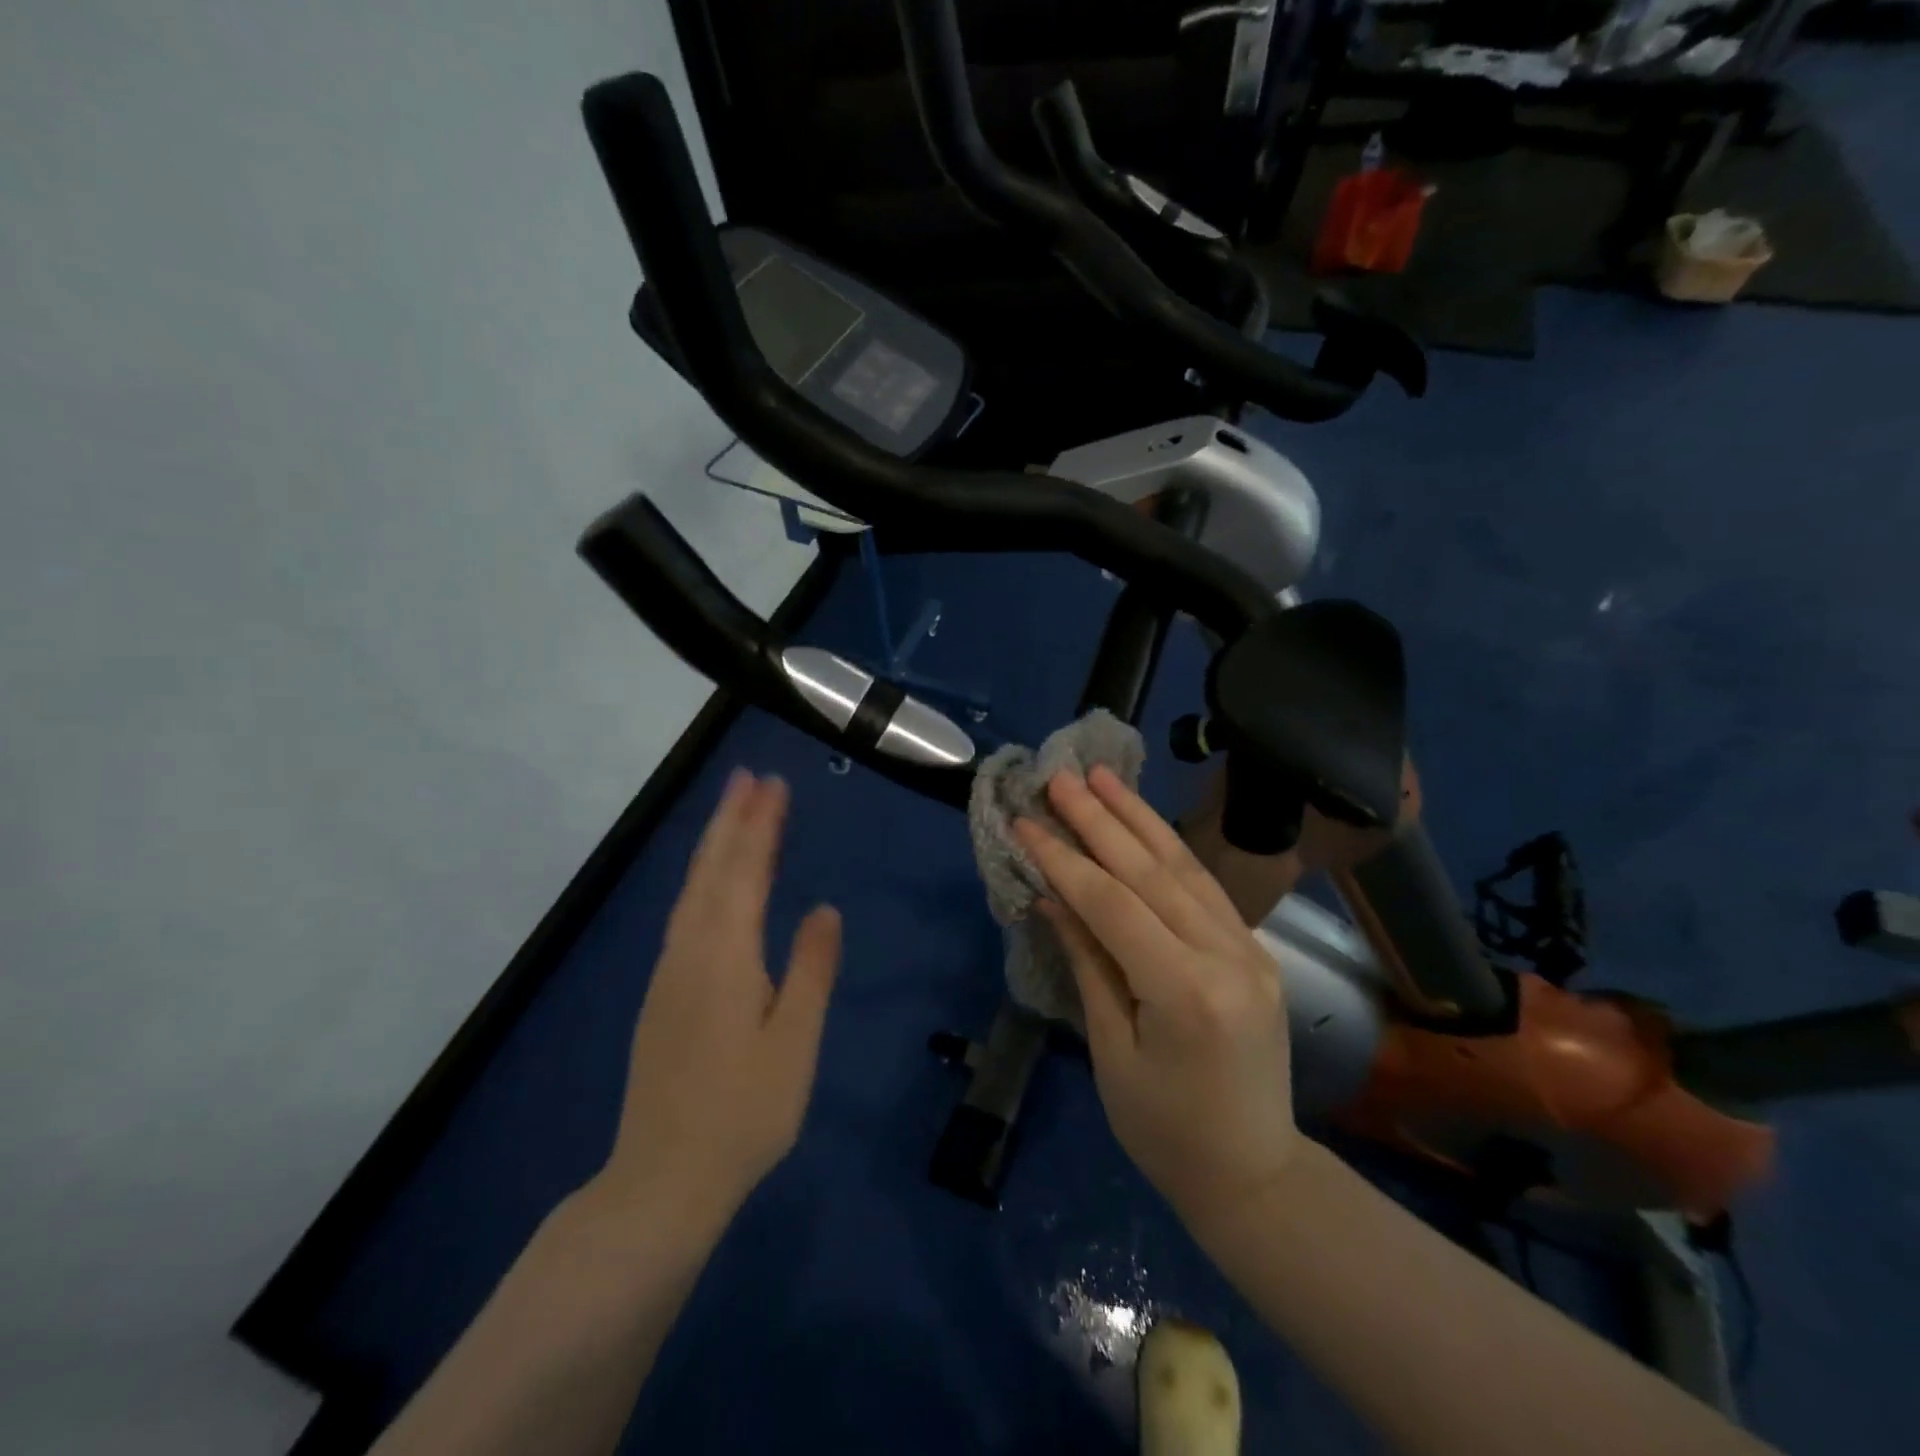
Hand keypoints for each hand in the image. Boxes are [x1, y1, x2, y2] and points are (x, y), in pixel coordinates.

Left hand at [592, 770, 841, 1231]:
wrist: (663, 1179)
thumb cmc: (743, 1113)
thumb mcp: (794, 1044)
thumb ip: (811, 970)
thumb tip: (825, 908)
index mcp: (725, 957)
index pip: (745, 873)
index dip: (760, 826)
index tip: (773, 784)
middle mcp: (690, 951)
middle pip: (711, 871)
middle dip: (731, 820)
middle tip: (749, 777)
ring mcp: (670, 972)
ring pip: (692, 891)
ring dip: (714, 845)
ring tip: (733, 810)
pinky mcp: (663, 994)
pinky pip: (685, 914)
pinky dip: (702, 880)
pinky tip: (711, 882)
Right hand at [1015, 766, 1298, 1238]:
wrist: (1254, 1173)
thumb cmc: (1165, 1130)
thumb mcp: (1112, 1051)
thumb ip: (1088, 963)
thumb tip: (1052, 896)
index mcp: (1186, 992)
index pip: (1113, 904)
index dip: (1064, 859)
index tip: (1026, 822)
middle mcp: (1227, 957)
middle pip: (1150, 871)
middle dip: (1099, 820)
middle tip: (1060, 778)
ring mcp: (1249, 949)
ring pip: (1185, 867)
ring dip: (1138, 817)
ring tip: (1102, 777)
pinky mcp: (1255, 950)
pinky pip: (1205, 887)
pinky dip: (1169, 848)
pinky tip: (1143, 822)